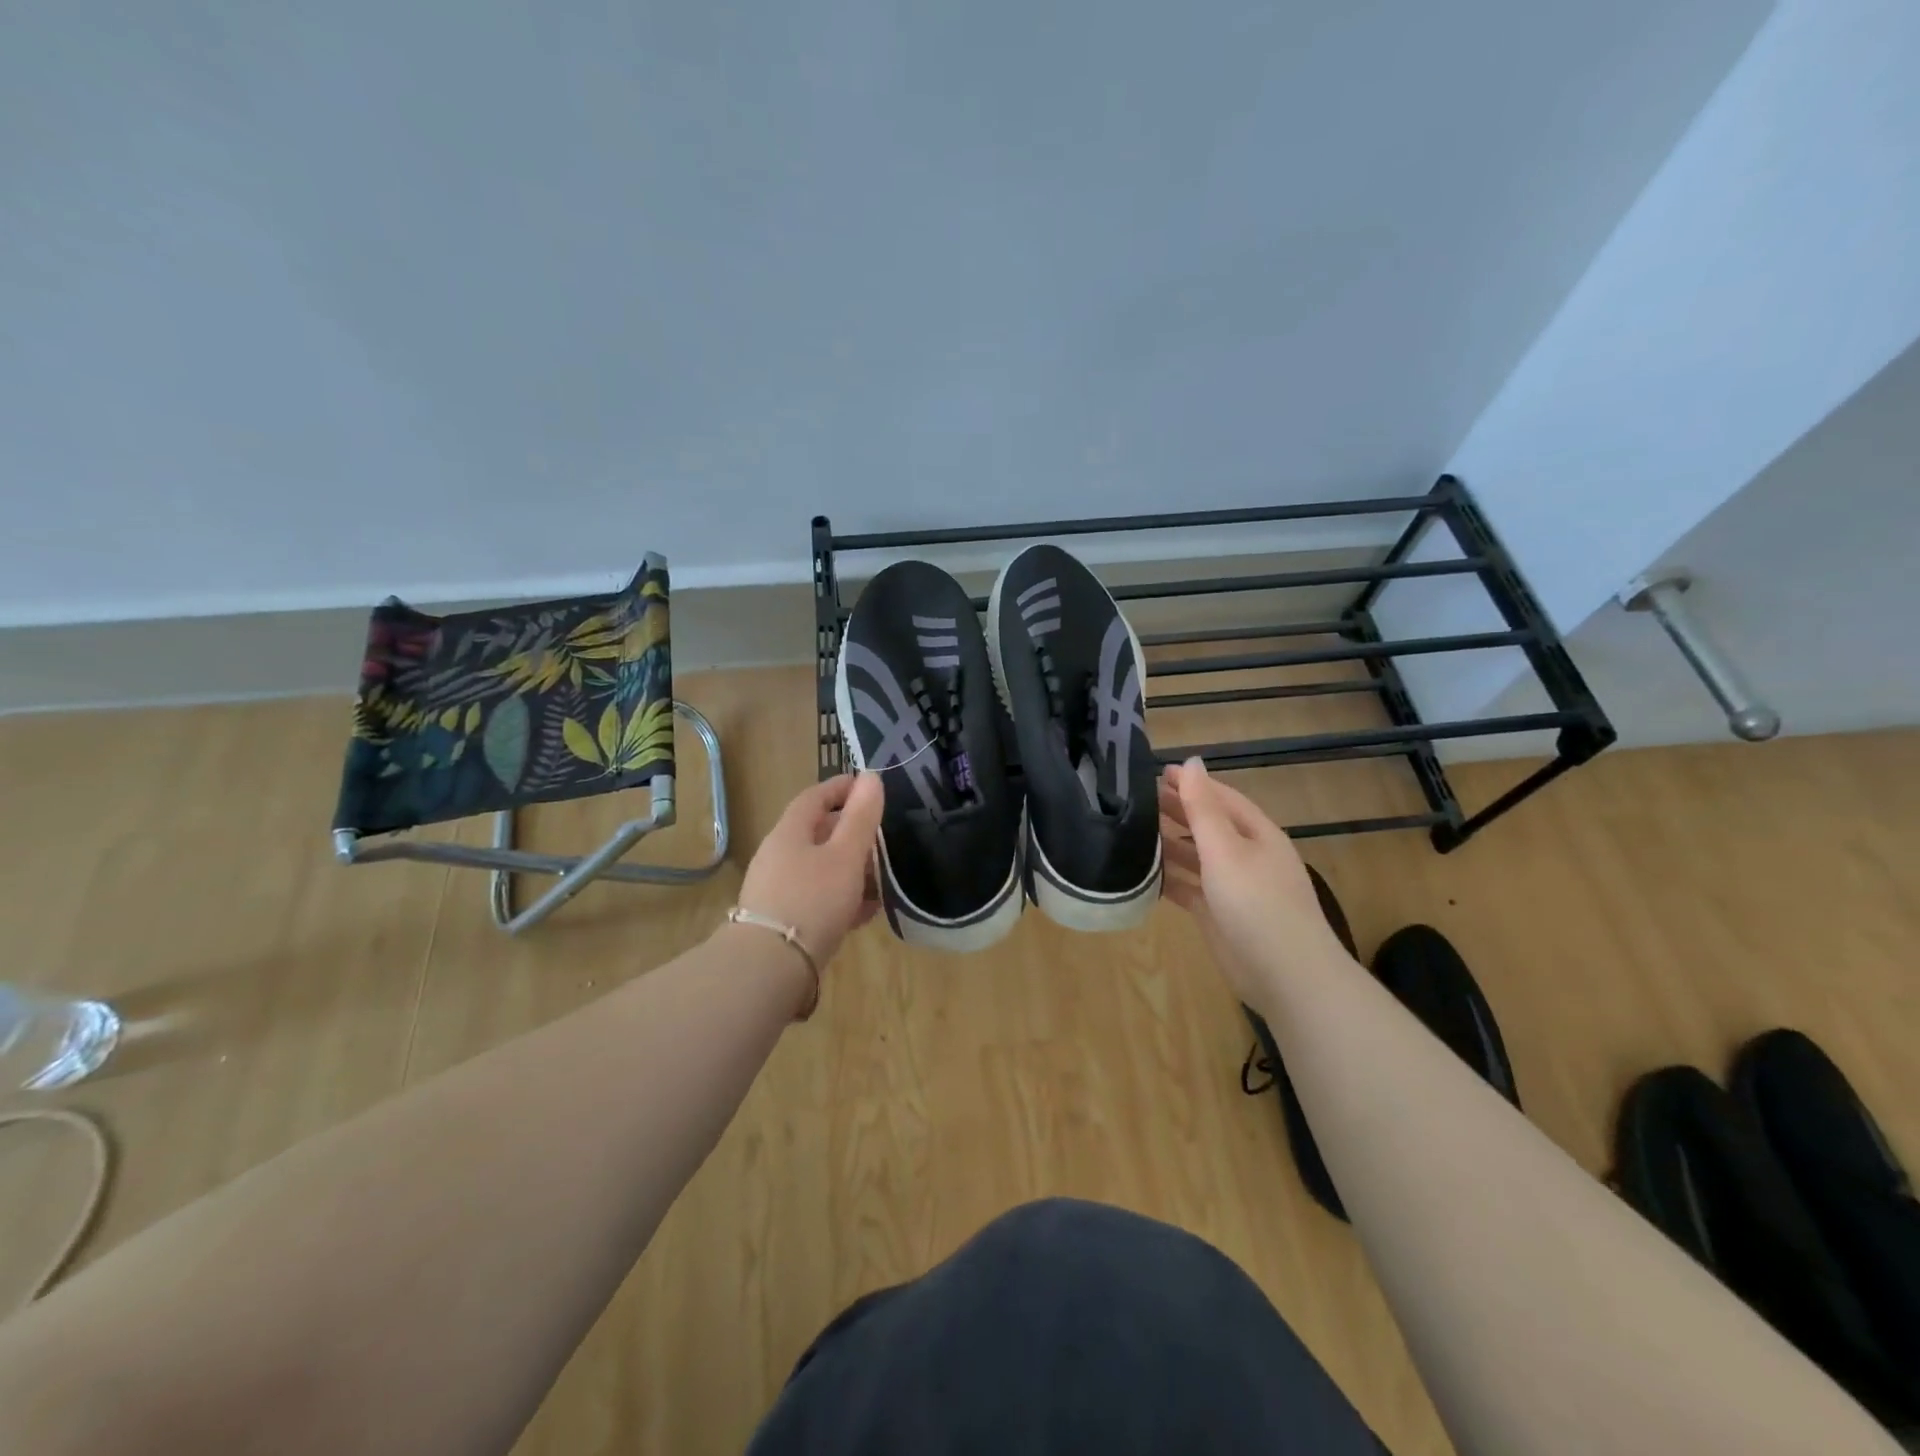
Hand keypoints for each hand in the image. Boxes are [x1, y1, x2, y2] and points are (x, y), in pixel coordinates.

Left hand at [736, 772, 884, 965]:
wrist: (770, 967)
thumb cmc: (812, 900)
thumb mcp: (845, 856)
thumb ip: (860, 817)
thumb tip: (871, 777)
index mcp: (790, 833)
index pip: (814, 797)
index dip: (841, 787)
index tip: (867, 786)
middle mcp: (778, 856)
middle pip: (817, 833)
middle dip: (850, 832)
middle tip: (881, 836)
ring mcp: (777, 889)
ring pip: (819, 867)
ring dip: (850, 868)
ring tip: (881, 877)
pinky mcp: (783, 920)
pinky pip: (817, 898)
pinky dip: (842, 897)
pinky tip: (865, 912)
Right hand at [1160, 757, 1351, 1002]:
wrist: (1285, 974)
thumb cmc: (1257, 902)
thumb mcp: (1226, 849)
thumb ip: (1203, 808)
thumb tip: (1192, 762)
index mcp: (1257, 834)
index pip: (1221, 798)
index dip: (1192, 784)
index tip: (1156, 773)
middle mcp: (1246, 856)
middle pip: (1207, 826)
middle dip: (1177, 811)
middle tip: (1138, 799)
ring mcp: (1232, 887)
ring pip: (1196, 857)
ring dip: (1169, 844)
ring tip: (1133, 831)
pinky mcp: (1217, 914)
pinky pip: (1189, 888)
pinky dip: (1168, 879)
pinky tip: (1143, 873)